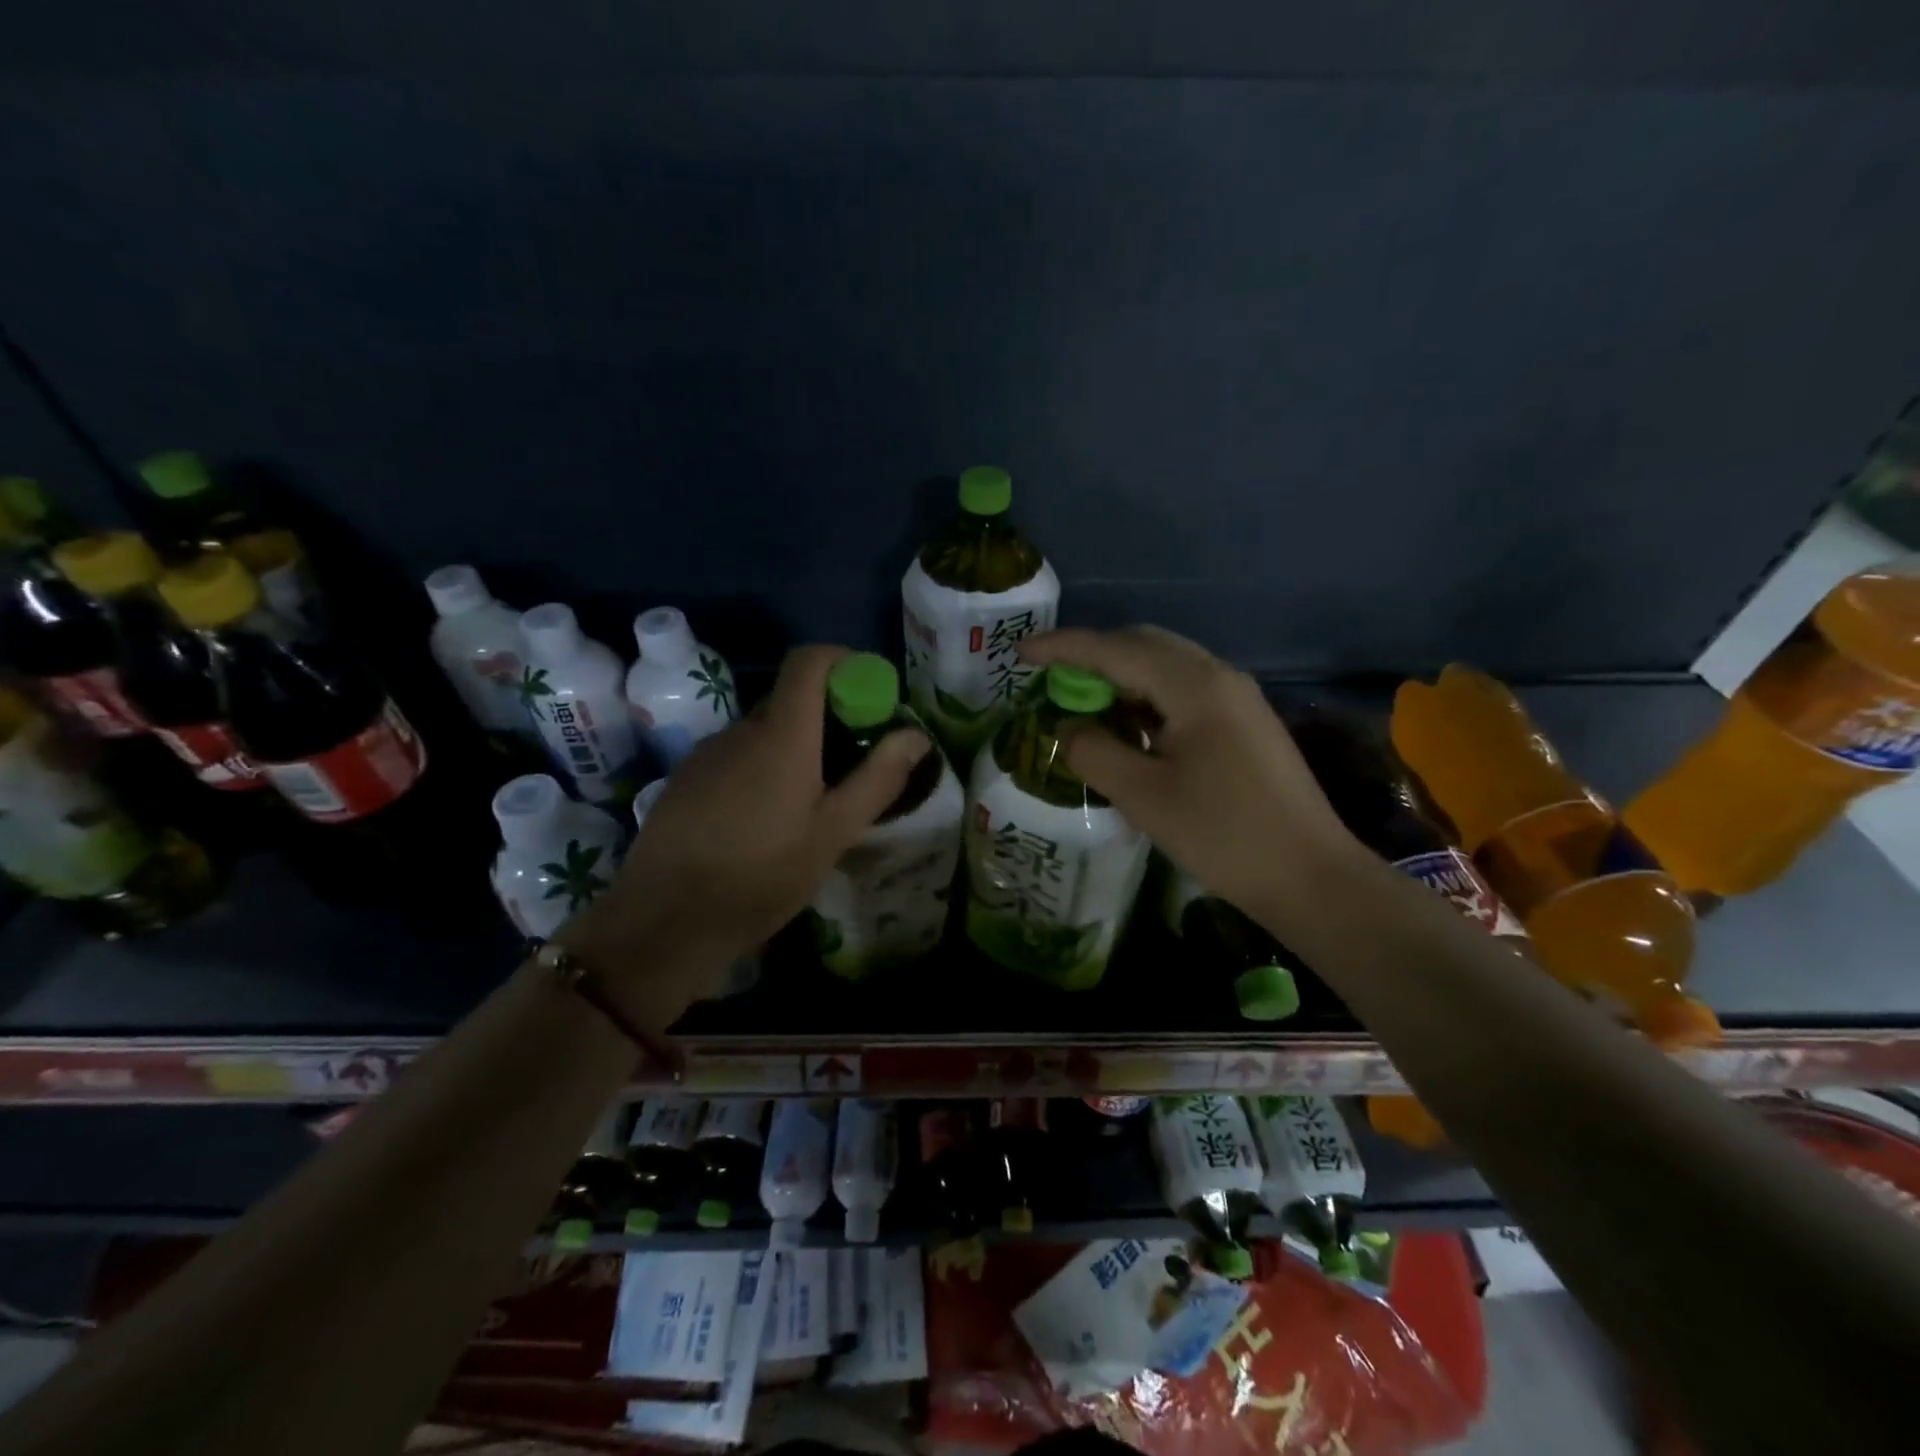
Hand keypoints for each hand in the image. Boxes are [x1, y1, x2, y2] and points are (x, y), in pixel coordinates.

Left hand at [556, 645, 931, 1014]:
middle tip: (852, 766)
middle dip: (828, 718)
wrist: (665, 921)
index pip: (809, 661)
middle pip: (790, 699)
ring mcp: (706, 754)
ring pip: (762, 733)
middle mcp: (740, 730)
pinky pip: (735, 757)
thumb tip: (916, 734)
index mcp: (781, 734)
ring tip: (810, 804)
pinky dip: (761, 769)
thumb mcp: (834, 832)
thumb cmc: (762, 874)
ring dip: (794, 749)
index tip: (870, 694)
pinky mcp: (685, 781)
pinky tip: (764, 822)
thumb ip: (879, 778)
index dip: (844, 662)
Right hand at [1020, 625, 1360, 917]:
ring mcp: (1238, 697)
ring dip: (1121, 677)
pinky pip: (1184, 691)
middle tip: (1053, 681)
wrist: (1310, 876)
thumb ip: (1092, 751)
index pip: (1114, 648)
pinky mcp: (1245, 722)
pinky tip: (1130, 728)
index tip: (1021, 652)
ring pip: (1165, 666)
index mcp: (1194, 685)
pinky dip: (1147, 698)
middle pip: (1143, 644)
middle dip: (1093, 655)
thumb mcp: (1142, 795)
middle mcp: (1218, 675)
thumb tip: (1067, 726)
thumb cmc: (1222, 835)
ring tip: (1084, 705)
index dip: (1063, 647)